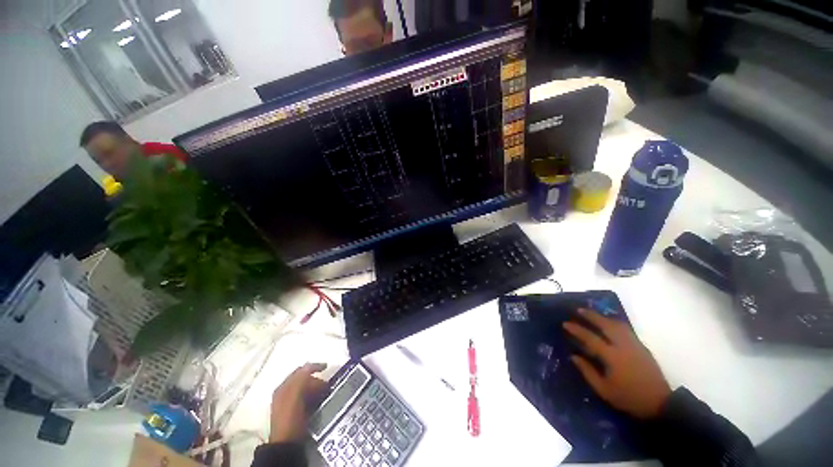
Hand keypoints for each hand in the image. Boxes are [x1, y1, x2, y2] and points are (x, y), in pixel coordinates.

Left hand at [269, 363, 327, 442]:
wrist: (287, 444)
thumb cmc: (290, 418)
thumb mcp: (295, 395)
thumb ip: (301, 379)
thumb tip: (310, 365)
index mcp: (283, 387)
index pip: (300, 371)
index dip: (314, 367)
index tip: (327, 367)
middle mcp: (285, 393)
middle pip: (304, 380)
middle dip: (316, 380)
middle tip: (327, 385)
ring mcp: (290, 404)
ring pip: (307, 389)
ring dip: (317, 389)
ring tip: (326, 393)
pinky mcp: (296, 413)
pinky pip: (308, 399)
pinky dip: (315, 397)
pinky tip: (320, 402)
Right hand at [563, 309, 670, 418]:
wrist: (659, 403)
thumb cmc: (628, 397)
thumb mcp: (604, 390)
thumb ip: (587, 371)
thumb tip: (574, 356)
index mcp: (612, 357)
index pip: (590, 338)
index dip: (577, 330)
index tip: (566, 323)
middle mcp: (623, 346)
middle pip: (606, 325)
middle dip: (591, 316)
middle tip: (579, 310)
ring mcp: (635, 345)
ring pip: (618, 325)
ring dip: (604, 318)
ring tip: (593, 314)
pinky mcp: (642, 347)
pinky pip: (626, 330)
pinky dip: (615, 323)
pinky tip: (610, 325)